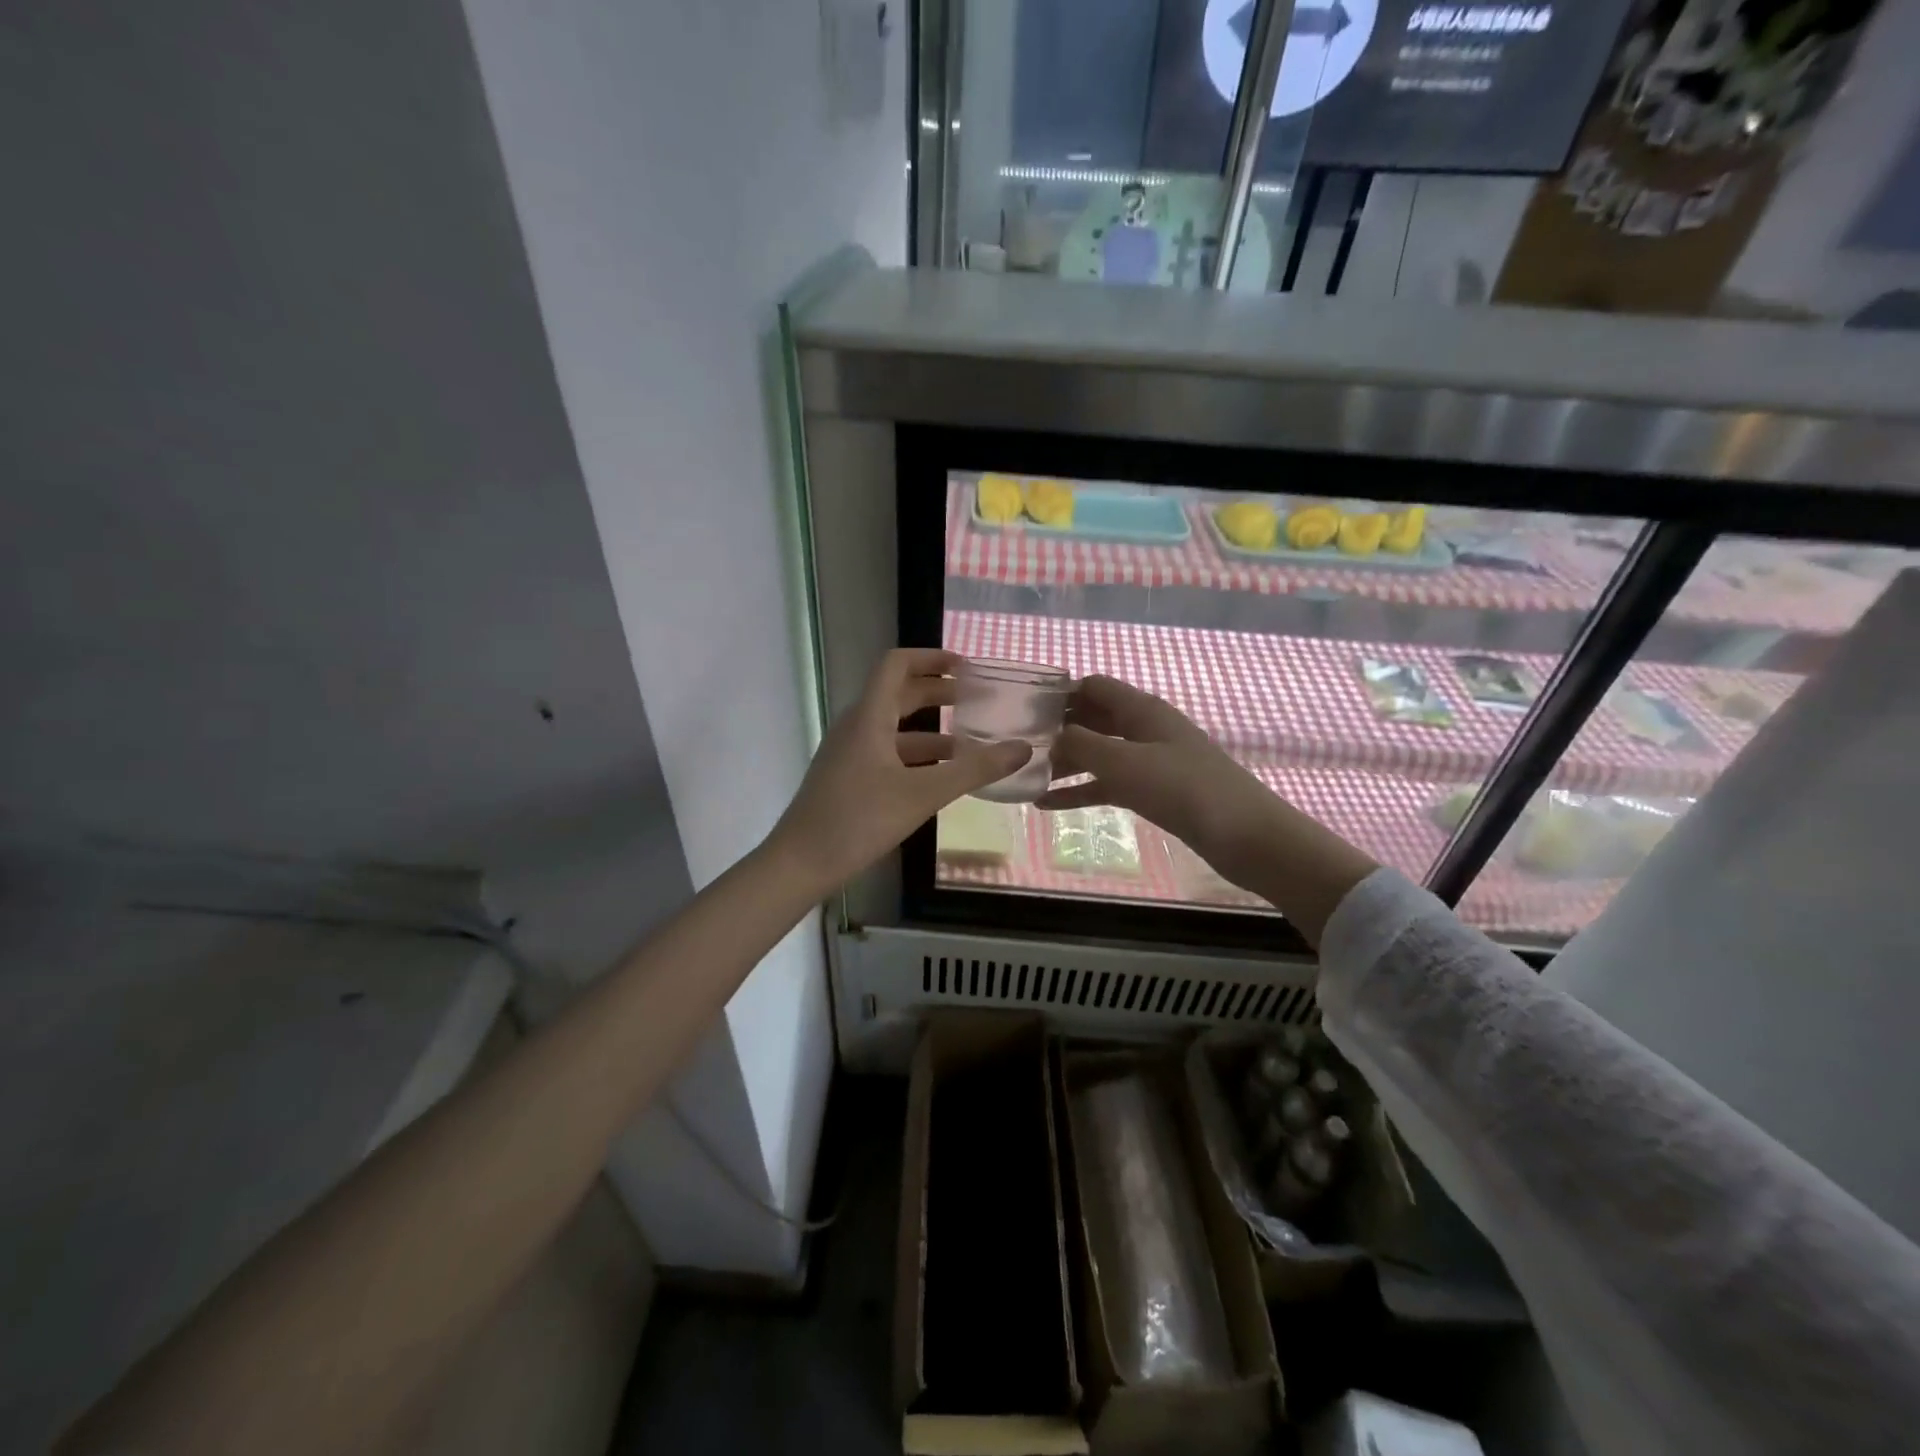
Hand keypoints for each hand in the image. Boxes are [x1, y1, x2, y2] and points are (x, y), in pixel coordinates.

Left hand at [769, 649, 1030, 890]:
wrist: (799, 865)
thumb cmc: (858, 820)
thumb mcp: (922, 794)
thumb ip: (973, 770)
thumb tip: (1022, 748)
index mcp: (869, 717)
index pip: (896, 665)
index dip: (931, 657)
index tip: (966, 666)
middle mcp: (857, 727)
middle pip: (899, 695)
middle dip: (938, 692)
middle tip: (977, 700)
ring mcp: (849, 754)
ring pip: (895, 729)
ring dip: (931, 730)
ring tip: (971, 743)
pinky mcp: (848, 778)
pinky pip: (888, 754)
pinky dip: (917, 757)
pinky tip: (941, 778)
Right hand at [1039, 676, 1376, 940]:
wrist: (1245, 836)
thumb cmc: (1184, 789)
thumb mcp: (1124, 763)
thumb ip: (1080, 745)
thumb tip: (1047, 735)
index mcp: (1141, 709)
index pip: (1093, 686)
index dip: (1059, 693)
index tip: (1021, 710)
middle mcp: (1144, 728)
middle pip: (1092, 719)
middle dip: (1056, 730)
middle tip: (1015, 746)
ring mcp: (1149, 760)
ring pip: (1097, 754)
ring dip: (1064, 763)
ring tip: (1024, 776)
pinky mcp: (1153, 791)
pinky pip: (1107, 784)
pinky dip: (1080, 790)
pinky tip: (1046, 804)